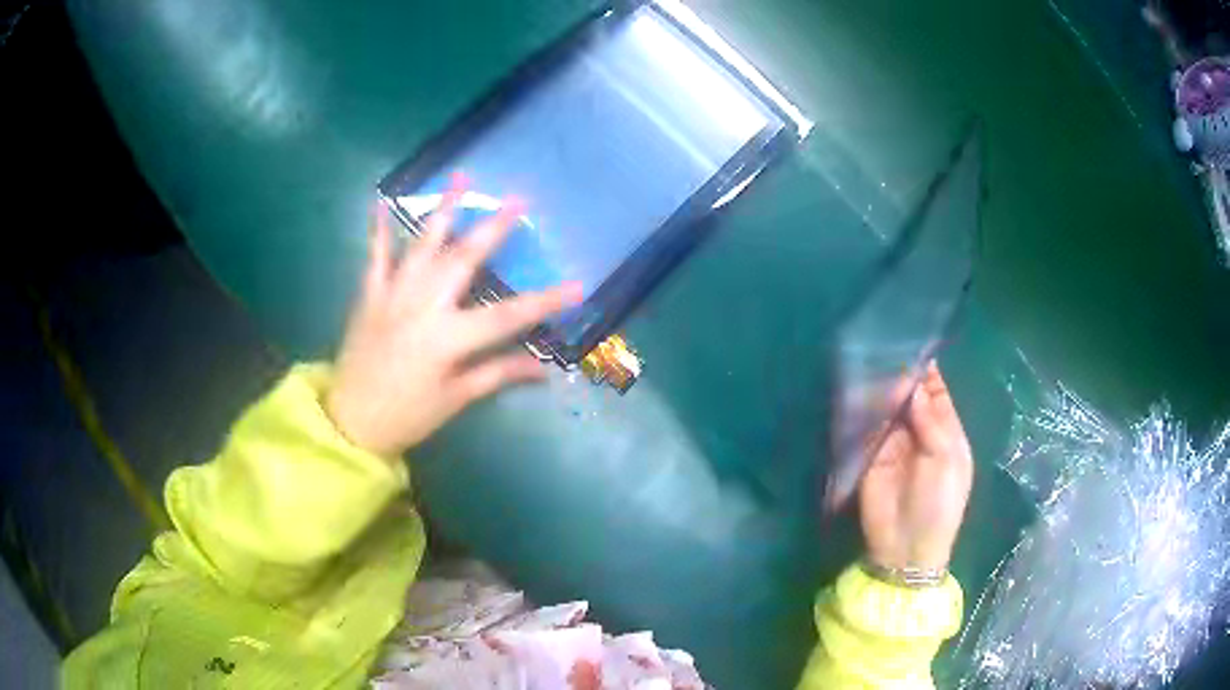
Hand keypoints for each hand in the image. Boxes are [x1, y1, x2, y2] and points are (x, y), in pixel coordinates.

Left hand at [326, 181, 581, 457]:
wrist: (349, 421)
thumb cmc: (407, 416)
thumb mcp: (455, 399)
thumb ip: (497, 374)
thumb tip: (544, 368)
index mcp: (448, 338)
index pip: (508, 315)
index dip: (546, 301)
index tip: (578, 286)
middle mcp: (423, 306)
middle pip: (465, 260)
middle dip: (494, 228)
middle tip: (518, 199)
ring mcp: (393, 295)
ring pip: (423, 245)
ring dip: (445, 209)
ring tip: (463, 177)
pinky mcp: (370, 295)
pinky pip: (376, 256)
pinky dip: (379, 228)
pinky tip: (382, 200)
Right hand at [858, 362, 973, 571]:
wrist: (906, 547)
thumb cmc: (939, 504)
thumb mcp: (946, 461)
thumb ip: (931, 422)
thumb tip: (912, 386)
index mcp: (946, 432)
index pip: (937, 393)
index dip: (927, 372)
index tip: (912, 346)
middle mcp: (919, 433)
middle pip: (910, 397)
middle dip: (900, 377)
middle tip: (883, 351)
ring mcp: (893, 444)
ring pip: (886, 409)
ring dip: (879, 391)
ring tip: (867, 364)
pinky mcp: (869, 457)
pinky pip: (866, 428)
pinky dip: (862, 412)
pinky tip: (854, 393)